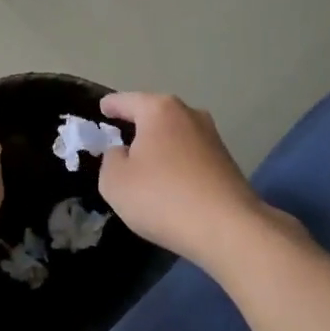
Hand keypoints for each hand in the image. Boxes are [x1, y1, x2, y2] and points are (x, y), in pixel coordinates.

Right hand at [97, 93, 289, 268]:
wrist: (227, 229)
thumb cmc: (161, 197)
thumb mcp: (114, 181)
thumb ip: (110, 159)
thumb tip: (123, 153)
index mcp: (159, 110)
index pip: (126, 101)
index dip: (110, 105)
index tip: (102, 108)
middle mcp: (189, 115)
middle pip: (155, 115)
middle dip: (137, 125)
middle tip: (119, 140)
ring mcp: (212, 138)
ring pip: (175, 136)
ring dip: (160, 147)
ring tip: (143, 167)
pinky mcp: (227, 163)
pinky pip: (190, 156)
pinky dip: (176, 165)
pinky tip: (169, 185)